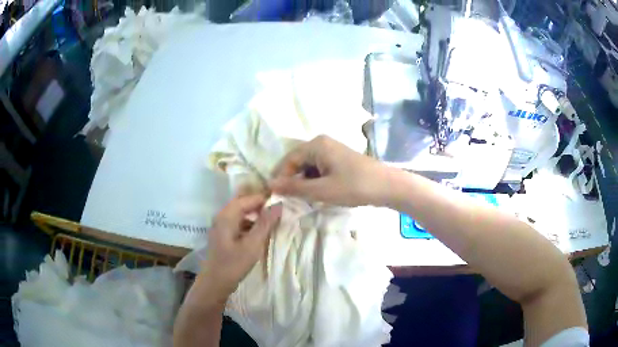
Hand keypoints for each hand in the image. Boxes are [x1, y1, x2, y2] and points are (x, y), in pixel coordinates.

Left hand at [200, 194, 281, 302]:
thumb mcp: (253, 245)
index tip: (282, 203)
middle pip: (243, 203)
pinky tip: (260, 233)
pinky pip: (238, 223)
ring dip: (256, 215)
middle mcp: (222, 216)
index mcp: (227, 216)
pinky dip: (250, 224)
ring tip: (272, 221)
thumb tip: (278, 205)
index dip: (265, 199)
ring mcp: (221, 226)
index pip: (248, 198)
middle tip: (278, 210)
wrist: (215, 284)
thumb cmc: (233, 264)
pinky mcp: (223, 235)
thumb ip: (265, 224)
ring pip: (241, 213)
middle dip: (260, 205)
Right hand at [270, 135, 388, 206]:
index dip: (280, 177)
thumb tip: (270, 184)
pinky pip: (320, 168)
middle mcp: (322, 143)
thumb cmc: (353, 186)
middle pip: (298, 162)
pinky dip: (316, 180)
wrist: (386, 186)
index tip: (275, 195)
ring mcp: (332, 150)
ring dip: (304, 182)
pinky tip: (319, 193)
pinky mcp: (339, 159)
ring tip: (304, 198)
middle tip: (289, 199)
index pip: (289, 160)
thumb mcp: (321, 190)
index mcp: (316, 145)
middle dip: (293, 180)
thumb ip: (294, 188)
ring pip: (309, 166)